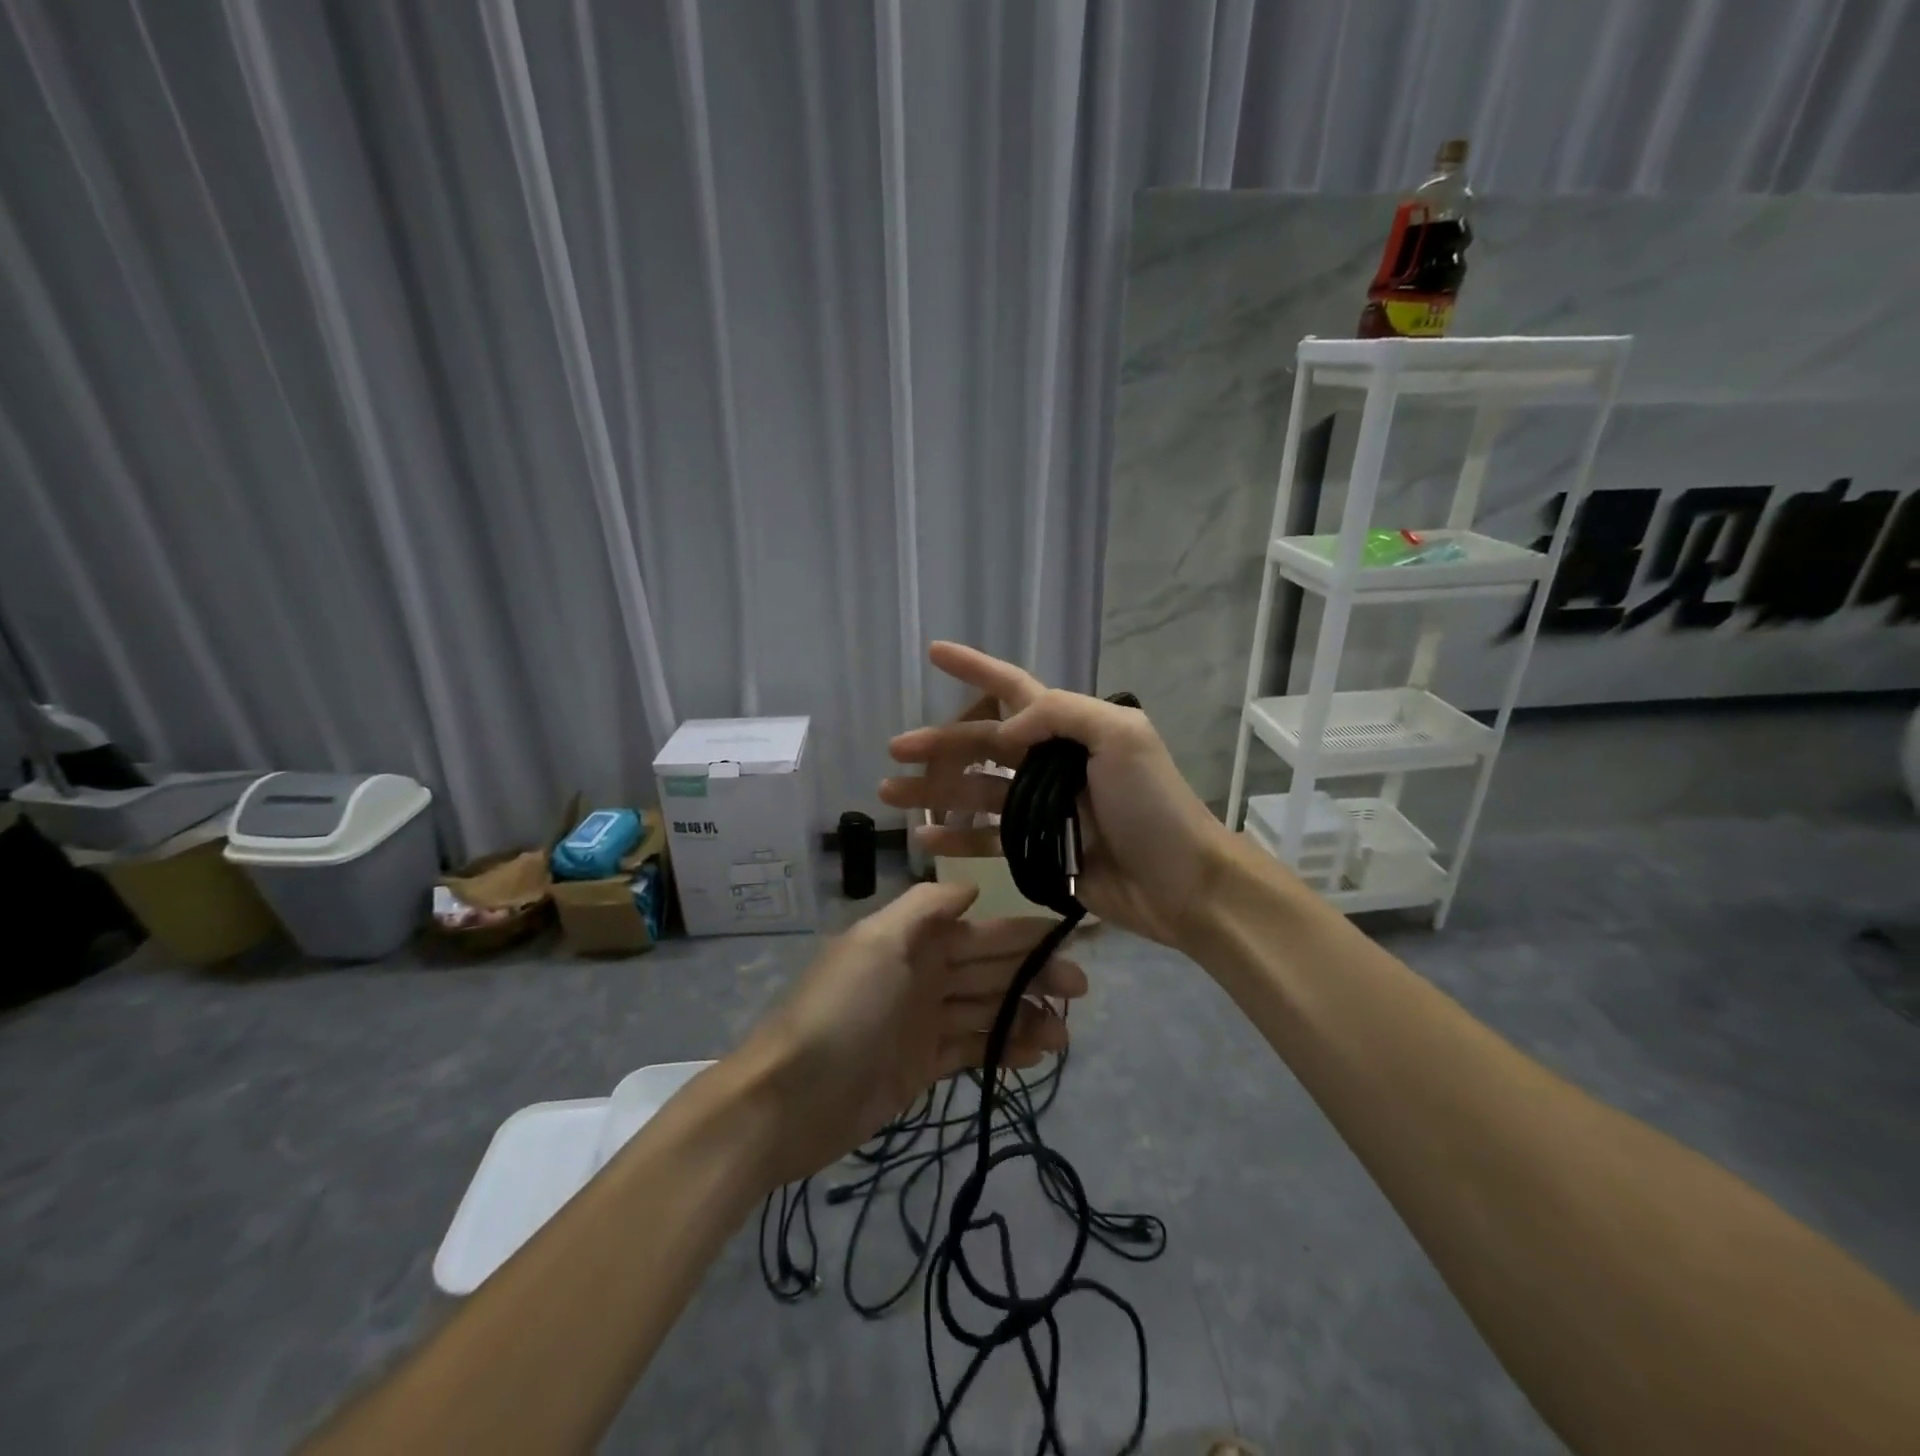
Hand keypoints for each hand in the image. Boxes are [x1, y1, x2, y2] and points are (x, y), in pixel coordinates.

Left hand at [735, 881, 1085, 1187]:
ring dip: (1025, 1018)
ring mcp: (923, 1022)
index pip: (982, 932)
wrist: (789, 1097)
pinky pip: (972, 1049)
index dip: (1025, 934)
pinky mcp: (922, 1065)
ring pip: (987, 1011)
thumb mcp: (878, 942)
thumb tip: (971, 887)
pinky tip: (1033, 1057)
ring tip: (1063, 1037)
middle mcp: (923, 975)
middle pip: (990, 970)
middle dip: (1035, 976)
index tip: (1071, 939)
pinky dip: (1002, 1050)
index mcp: (915, 941)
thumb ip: (926, 908)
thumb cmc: (841, 1010)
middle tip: (1079, 992)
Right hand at [879, 642, 1233, 949]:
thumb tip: (1004, 729)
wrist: (1181, 882)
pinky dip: (955, 836)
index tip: (934, 653)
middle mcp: (1049, 762)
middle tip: (894, 750)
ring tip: (890, 794)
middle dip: (939, 744)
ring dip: (933, 790)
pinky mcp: (1037, 849)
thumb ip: (1060, 714)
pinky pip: (987, 839)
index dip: (975, 668)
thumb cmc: (1153, 805)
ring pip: (975, 791)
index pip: (1013, 688)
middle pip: (982, 744)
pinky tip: (924, 836)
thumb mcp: (1121, 737)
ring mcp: (1040, 808)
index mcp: (1068, 729)